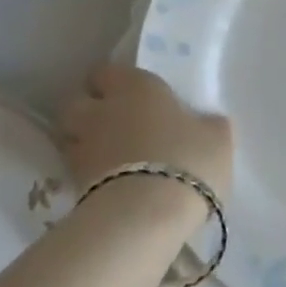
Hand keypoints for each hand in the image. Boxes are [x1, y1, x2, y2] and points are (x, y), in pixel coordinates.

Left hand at [58, 64, 233, 198]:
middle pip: (76, 102)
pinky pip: (73, 171)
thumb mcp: (217, 140)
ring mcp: (83, 147)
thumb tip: (208, 123)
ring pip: (68, 136)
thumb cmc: (187, 161)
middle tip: (108, 126)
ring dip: (80, 143)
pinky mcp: (73, 184)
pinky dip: (83, 175)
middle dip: (86, 111)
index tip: (125, 96)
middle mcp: (102, 109)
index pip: (105, 71)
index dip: (111, 83)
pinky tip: (103, 186)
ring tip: (102, 158)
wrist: (147, 215)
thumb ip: (209, 126)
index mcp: (136, 86)